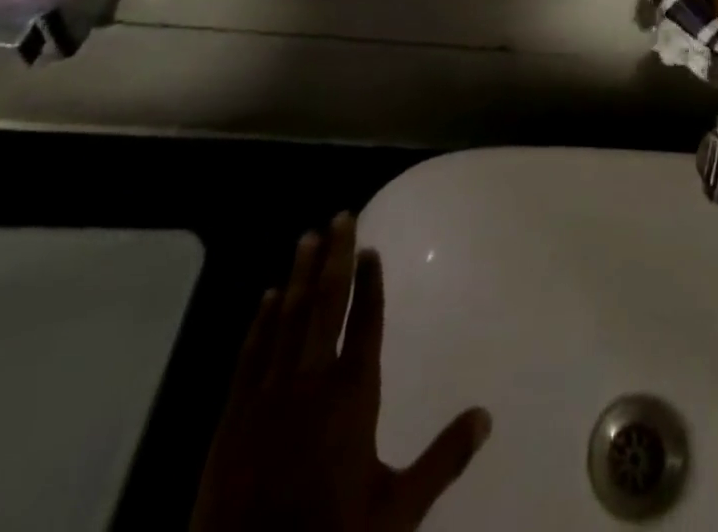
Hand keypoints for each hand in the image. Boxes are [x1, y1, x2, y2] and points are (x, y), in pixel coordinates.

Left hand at [190, 214, 490, 531]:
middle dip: (334, 258)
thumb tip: (487, 416)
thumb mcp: (397, 512)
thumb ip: (443, 459)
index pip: (365, 323)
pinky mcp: (230, 422)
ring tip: (306, 239)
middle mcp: (310, 384)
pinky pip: (249, 356)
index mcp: (352, 397)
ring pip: (285, 321)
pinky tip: (265, 298)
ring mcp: (265, 400)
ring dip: (297, 276)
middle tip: (341, 216)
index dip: (370, 283)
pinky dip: (259, 323)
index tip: (370, 248)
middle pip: (325, 306)